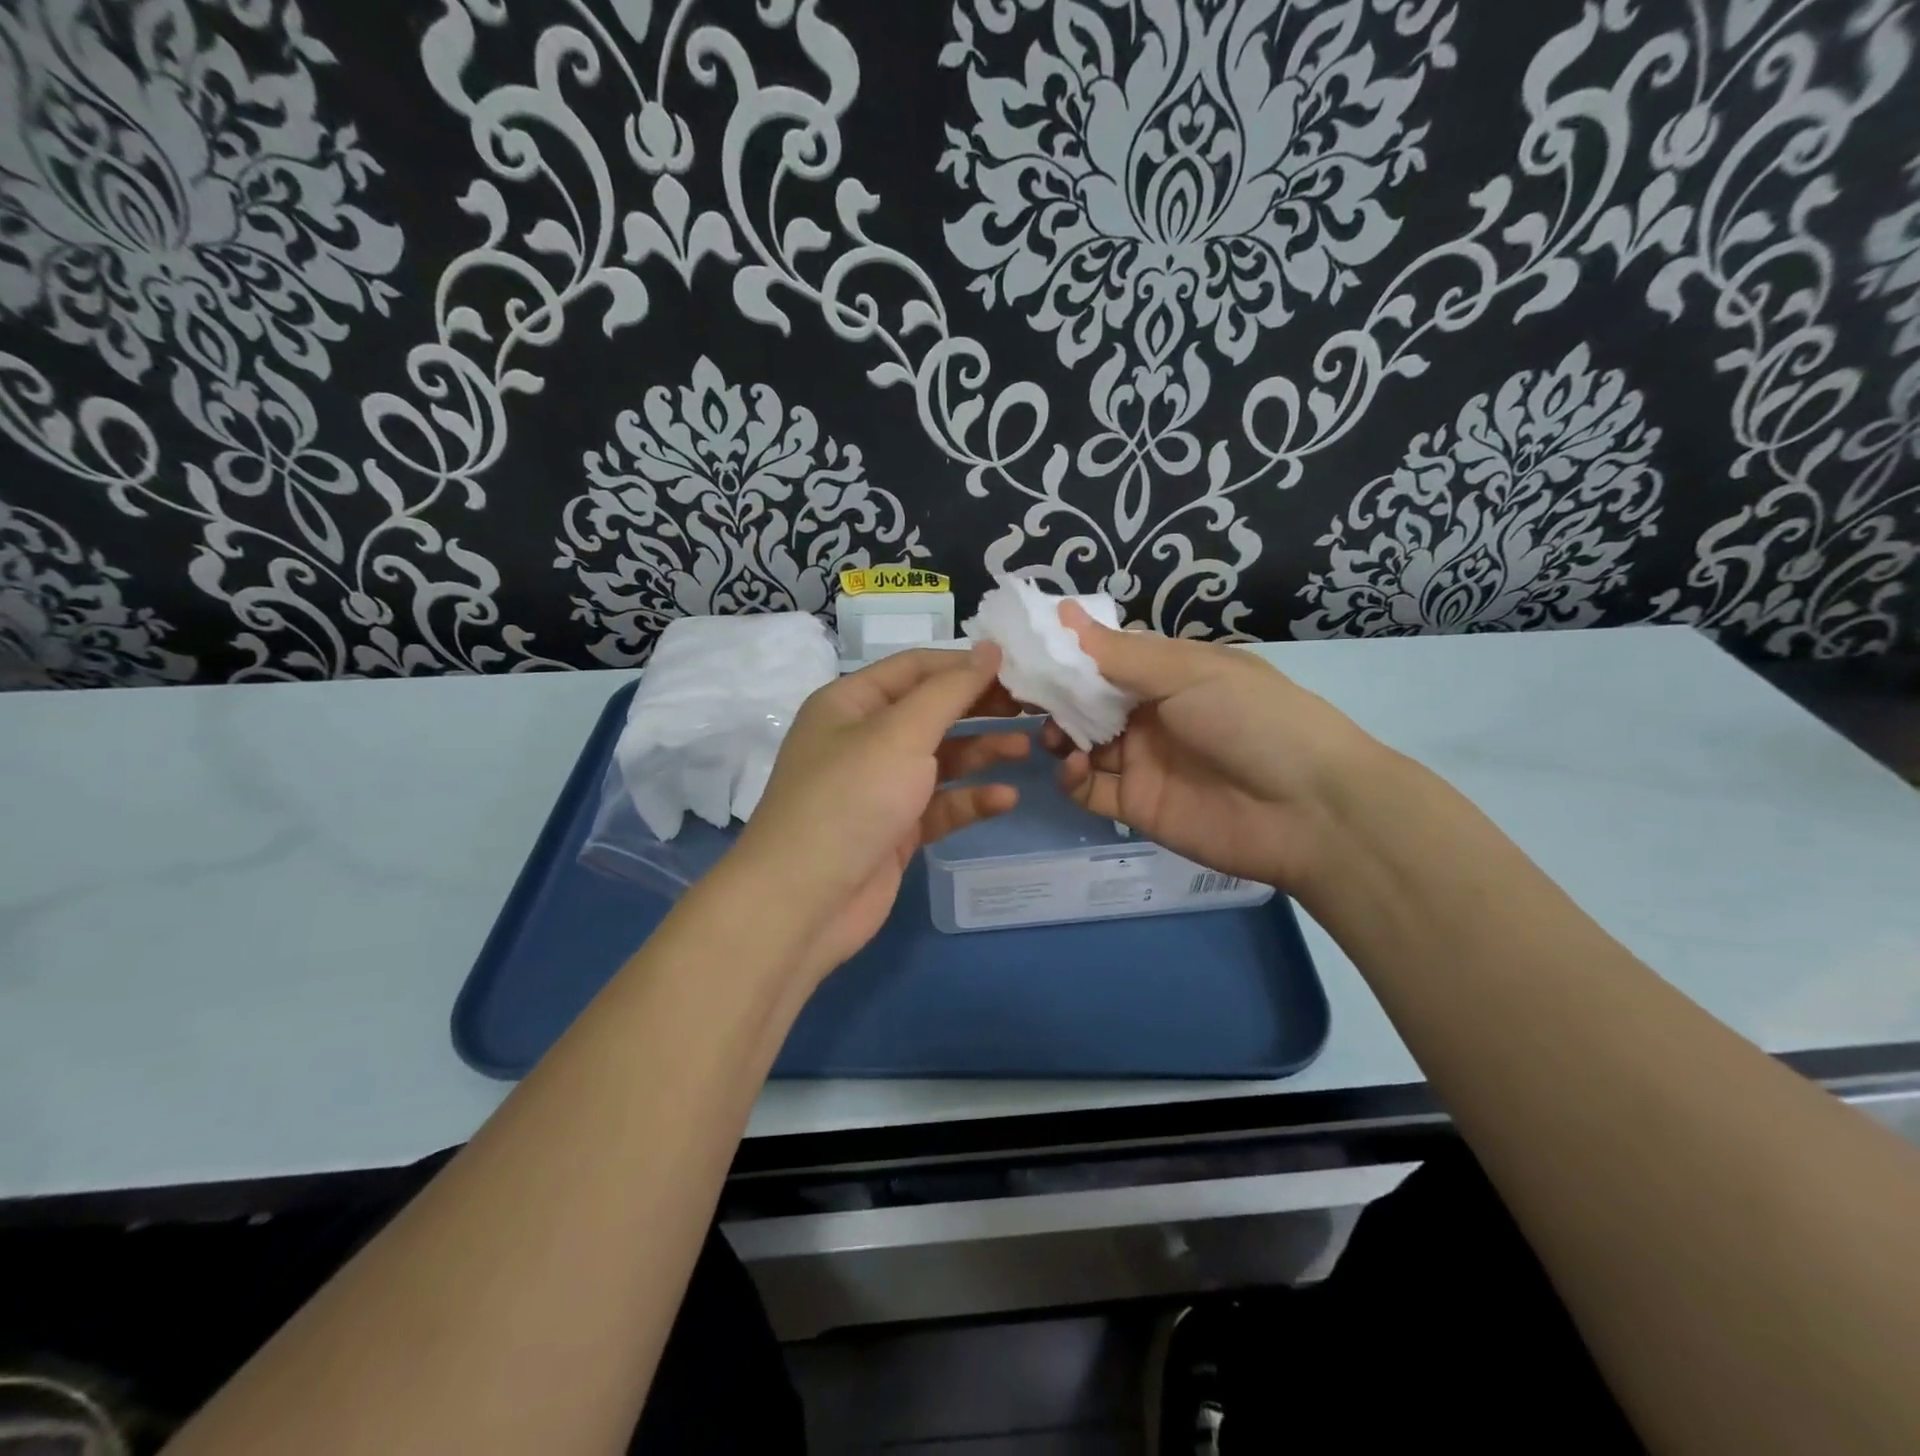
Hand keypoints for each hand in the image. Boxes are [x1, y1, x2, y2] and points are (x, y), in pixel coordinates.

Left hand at [728, 644, 1028, 981]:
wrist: (804, 901)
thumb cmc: (851, 798)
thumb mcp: (901, 733)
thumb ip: (951, 691)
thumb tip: (989, 649)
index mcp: (851, 703)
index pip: (916, 668)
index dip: (965, 664)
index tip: (1018, 667)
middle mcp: (863, 739)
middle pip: (931, 712)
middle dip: (979, 708)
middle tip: (1032, 707)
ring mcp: (879, 787)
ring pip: (940, 759)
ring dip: (982, 752)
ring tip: (1028, 748)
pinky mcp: (894, 830)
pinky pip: (939, 805)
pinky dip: (970, 800)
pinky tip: (1005, 799)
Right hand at [1049, 604, 1375, 891]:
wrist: (1309, 811)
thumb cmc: (1252, 721)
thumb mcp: (1189, 672)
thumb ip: (1120, 653)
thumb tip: (1062, 611)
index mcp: (1169, 674)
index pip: (1105, 657)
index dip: (1066, 652)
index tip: (1023, 647)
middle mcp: (1152, 714)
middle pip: (1087, 701)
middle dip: (1055, 696)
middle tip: (1019, 695)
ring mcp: (1143, 761)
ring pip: (1082, 744)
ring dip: (1061, 735)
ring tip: (1053, 734)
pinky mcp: (1137, 806)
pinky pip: (1090, 790)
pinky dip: (1073, 777)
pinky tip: (1075, 766)